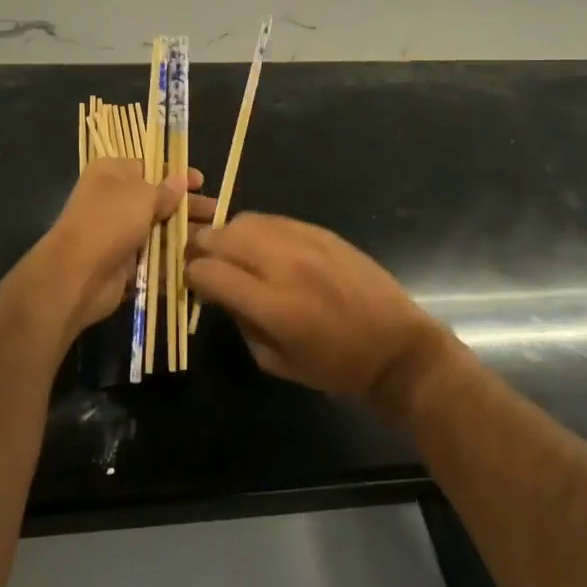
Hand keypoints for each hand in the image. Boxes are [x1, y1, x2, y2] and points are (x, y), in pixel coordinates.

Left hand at [36, 160, 214, 341]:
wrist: (77, 275)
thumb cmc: (109, 222)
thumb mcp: (142, 196)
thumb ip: (165, 190)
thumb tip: (180, 181)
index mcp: (112, 173)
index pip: (150, 167)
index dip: (177, 174)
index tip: (202, 182)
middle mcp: (114, 199)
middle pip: (158, 199)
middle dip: (187, 207)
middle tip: (217, 214)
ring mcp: (119, 232)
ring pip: (158, 230)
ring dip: (184, 235)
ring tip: (214, 241)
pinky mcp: (124, 262)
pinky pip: (154, 257)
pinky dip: (173, 259)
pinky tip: (199, 262)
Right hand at [186, 215, 454, 413]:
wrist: (395, 346)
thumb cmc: (335, 367)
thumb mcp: (275, 362)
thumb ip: (241, 323)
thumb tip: (221, 293)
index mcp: (271, 304)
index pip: (208, 271)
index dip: (191, 276)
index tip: (192, 283)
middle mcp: (282, 263)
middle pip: (221, 236)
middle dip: (201, 248)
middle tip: (202, 262)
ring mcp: (303, 241)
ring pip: (245, 220)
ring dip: (228, 235)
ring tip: (231, 252)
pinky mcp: (320, 231)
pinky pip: (274, 219)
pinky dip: (258, 230)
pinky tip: (262, 247)